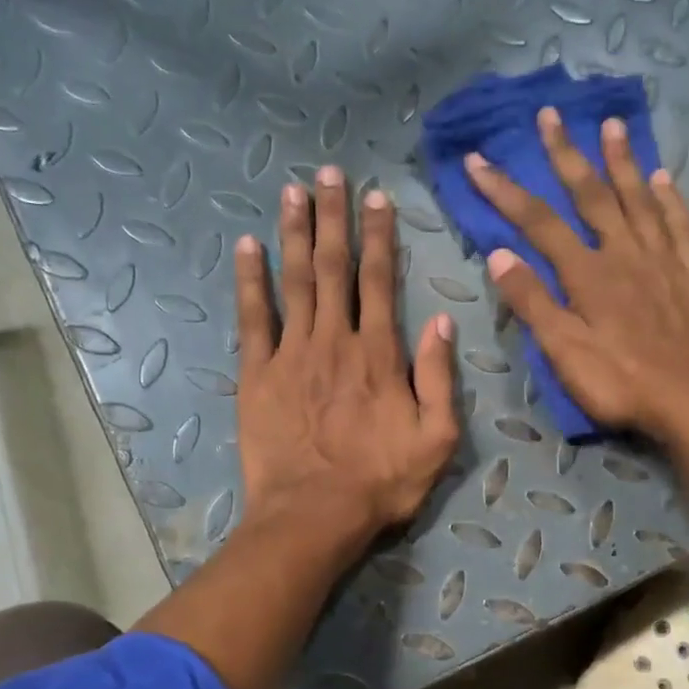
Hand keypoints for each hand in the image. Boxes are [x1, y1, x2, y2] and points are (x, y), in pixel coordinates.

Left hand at [235, 166, 459, 545]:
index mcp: (380, 355)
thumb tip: (442, 323)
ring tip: (293, 191)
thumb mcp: (437, 438)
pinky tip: (247, 247)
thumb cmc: (381, 482)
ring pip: (295, 281)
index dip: (379, 237)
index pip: (380, 281)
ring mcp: (291, 354)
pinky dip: (250, 281)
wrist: (314, 515)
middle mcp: (335, 341)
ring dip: (295, 233)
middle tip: (330, 173)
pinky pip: (253, 318)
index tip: (377, 198)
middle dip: (334, 217)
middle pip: (334, 268)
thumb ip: (439, 378)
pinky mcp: (257, 375)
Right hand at [466, 108, 688, 537]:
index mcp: (588, 274)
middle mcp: (625, 253)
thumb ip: (533, 303)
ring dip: (622, 161)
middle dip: (566, 154)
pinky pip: (679, 224)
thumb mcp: (565, 353)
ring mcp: (663, 260)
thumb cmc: (622, 385)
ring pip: (639, 198)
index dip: (505, 190)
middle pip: (591, 195)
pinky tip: (663, 178)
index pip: (538, 223)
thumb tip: (499, 255)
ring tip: (611, 126)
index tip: (477, 160)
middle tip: (550, 115)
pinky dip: (669, 198)